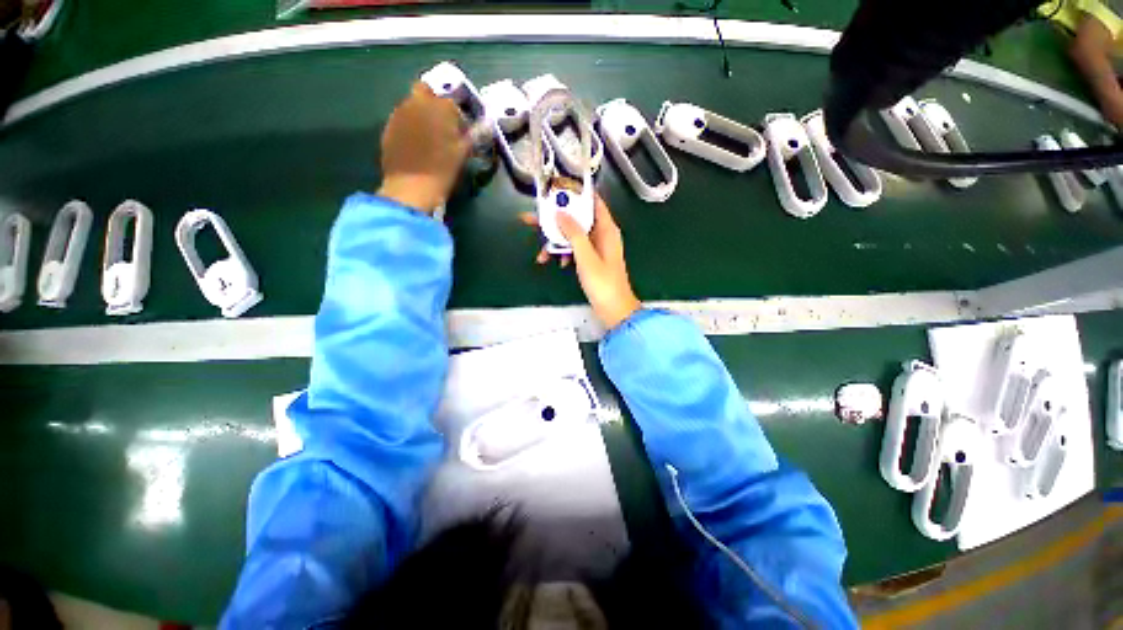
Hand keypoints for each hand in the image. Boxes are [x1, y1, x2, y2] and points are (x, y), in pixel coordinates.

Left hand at [378, 82, 469, 213]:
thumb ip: (474, 135)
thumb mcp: (463, 153)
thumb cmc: (442, 170)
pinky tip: (415, 145)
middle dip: (434, 104)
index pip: (453, 102)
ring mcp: (400, 113)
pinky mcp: (388, 126)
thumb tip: (486, 124)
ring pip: (412, 104)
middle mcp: (418, 102)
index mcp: (441, 106)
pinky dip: (410, 126)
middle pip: (426, 91)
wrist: (411, 187)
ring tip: (429, 138)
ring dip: (421, 114)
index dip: (459, 117)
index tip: (462, 133)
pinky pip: (402, 119)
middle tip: (442, 126)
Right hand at [520, 191, 640, 330]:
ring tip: (540, 252)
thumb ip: (574, 233)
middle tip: (533, 218)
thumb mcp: (586, 257)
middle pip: (577, 219)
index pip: (593, 201)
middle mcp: (601, 234)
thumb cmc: (603, 283)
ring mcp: (595, 247)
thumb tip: (560, 213)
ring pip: (572, 235)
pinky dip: (563, 253)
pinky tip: (554, 263)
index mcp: (607, 229)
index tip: (555, 190)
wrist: (613, 309)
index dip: (575, 193)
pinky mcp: (589, 259)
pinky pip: (573, 249)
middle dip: (556, 220)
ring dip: (556, 242)